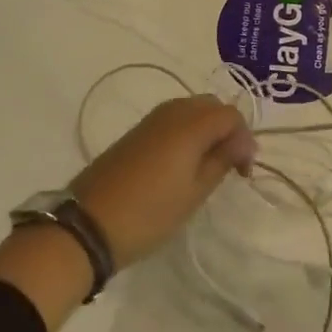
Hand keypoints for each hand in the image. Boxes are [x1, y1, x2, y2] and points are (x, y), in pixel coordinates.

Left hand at [68, 95, 255, 270]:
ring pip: (192, 109)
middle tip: (231, 165)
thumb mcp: (194, 193)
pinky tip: (184, 162)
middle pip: (212, 106)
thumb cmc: (149, 213)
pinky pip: (173, 119)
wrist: (87, 225)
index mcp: (190, 124)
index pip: (231, 115)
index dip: (245, 139)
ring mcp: (151, 120)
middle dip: (228, 130)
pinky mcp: (136, 132)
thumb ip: (221, 160)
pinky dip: (188, 133)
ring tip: (209, 165)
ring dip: (207, 130)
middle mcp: (171, 112)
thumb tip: (240, 143)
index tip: (243, 172)